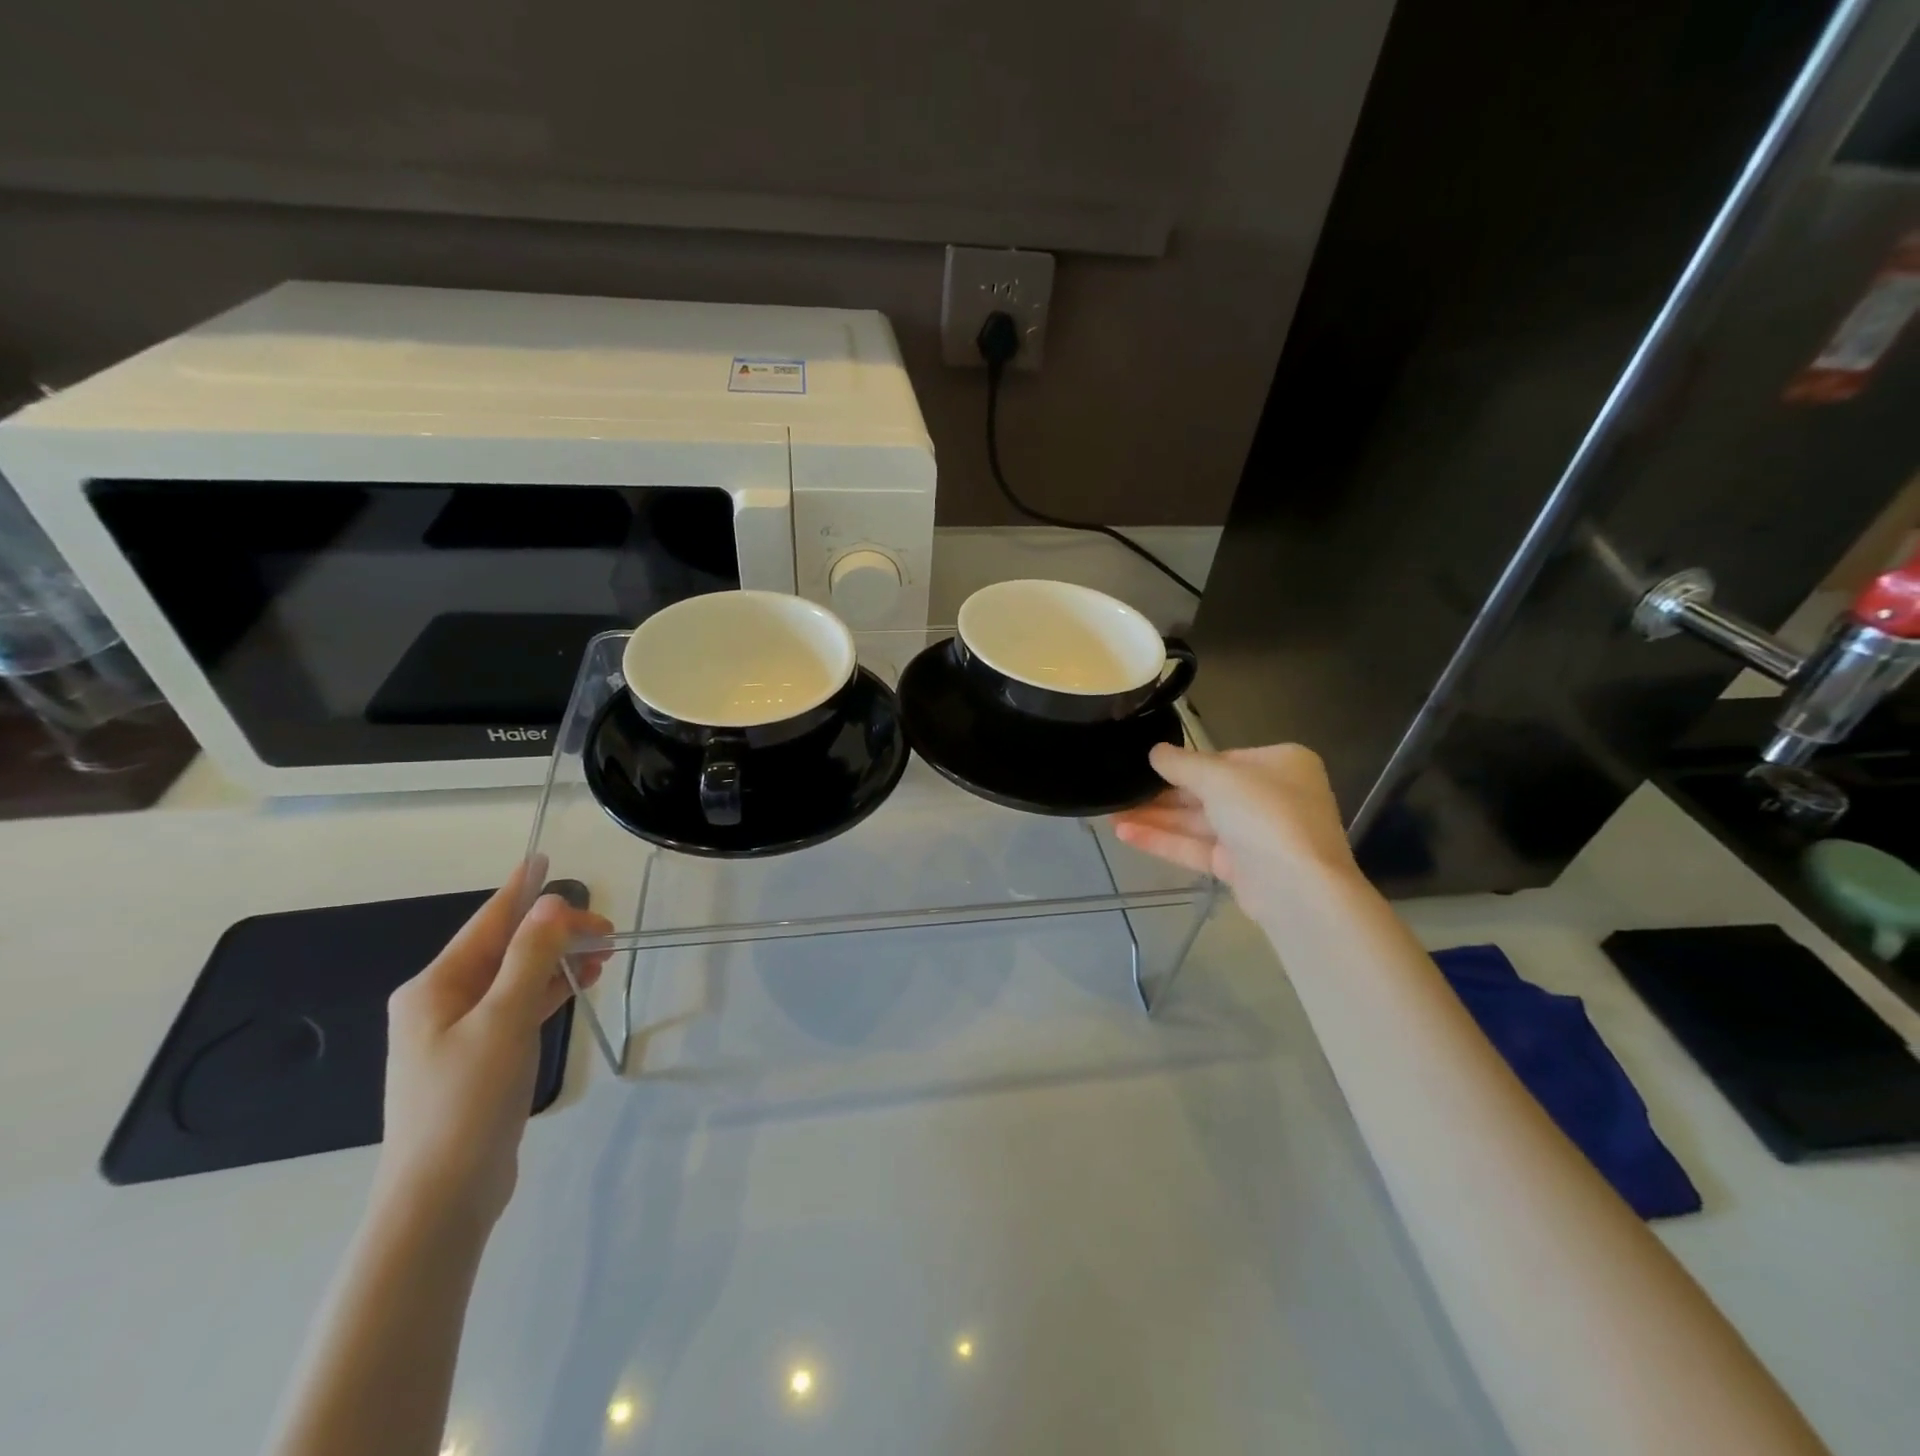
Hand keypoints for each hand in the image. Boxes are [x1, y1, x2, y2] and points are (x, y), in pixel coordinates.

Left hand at [376, 864, 612, 1234]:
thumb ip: (530, 957)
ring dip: (557, 961)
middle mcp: (442, 1003)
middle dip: (554, 933)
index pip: (488, 923)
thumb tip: (551, 902)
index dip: (519, 890)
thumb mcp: (503, 1019)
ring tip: (604, 953)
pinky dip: (549, 991)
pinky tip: (579, 985)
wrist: (441, 1198)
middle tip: (606, 929)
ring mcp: (460, 1033)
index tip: (542, 858)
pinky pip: (518, 1007)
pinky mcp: (480, 1059)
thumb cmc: (467, 1100)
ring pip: (516, 978)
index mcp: (434, 987)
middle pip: (506, 950)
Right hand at [1113, 742, 1359, 902]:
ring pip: (1198, 822)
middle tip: (1119, 792)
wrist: (1297, 888)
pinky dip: (1165, 840)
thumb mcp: (1218, 777)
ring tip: (1110, 815)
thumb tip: (1155, 751)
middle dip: (1162, 795)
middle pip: (1207, 792)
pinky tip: (1126, 835)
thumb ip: (1182, 763)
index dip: (1183, 764)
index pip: (1223, 759)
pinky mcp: (1241, 867)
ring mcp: (1257, 835)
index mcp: (1280, 764)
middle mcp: (1272, 796)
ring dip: (1156, 818)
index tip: (1145, 766)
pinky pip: (1198, 848)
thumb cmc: (1265, 814)